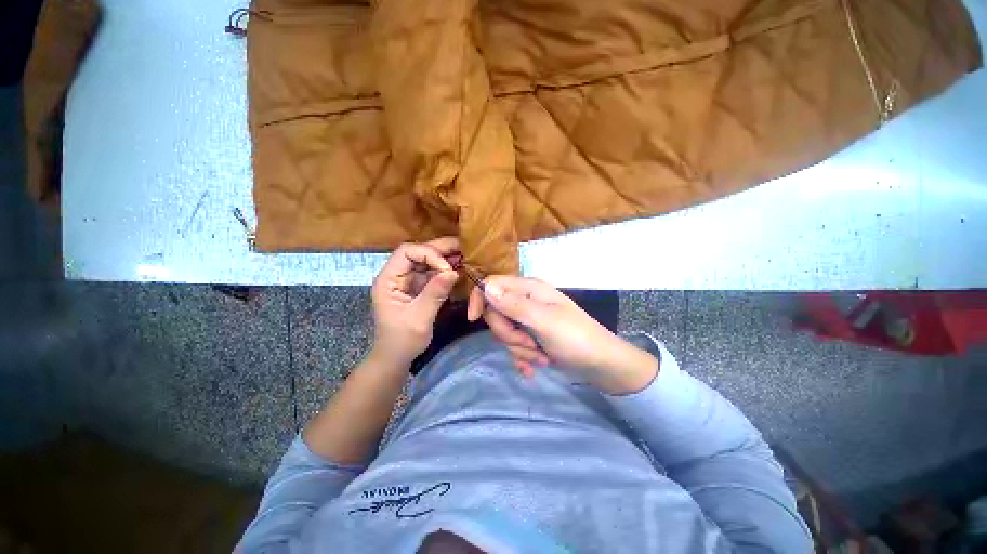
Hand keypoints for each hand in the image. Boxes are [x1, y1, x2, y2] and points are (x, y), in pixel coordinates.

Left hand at [370, 237, 460, 367]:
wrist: (396, 357)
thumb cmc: (402, 341)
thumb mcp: (419, 319)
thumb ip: (435, 293)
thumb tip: (453, 271)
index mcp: (388, 279)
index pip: (407, 252)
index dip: (429, 254)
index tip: (447, 269)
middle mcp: (397, 275)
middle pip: (418, 252)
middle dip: (440, 250)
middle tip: (463, 248)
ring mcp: (408, 280)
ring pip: (427, 260)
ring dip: (445, 257)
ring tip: (465, 255)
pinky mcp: (418, 287)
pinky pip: (432, 272)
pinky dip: (446, 269)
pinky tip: (459, 268)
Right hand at [467, 276, 657, 393]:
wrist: (602, 365)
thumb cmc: (576, 339)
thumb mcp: (544, 321)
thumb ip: (514, 304)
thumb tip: (486, 286)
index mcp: (529, 288)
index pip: (492, 283)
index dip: (479, 298)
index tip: (473, 320)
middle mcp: (527, 300)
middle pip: (496, 312)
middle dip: (509, 334)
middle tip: (529, 343)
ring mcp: (529, 319)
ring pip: (505, 331)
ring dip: (520, 349)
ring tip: (541, 357)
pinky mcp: (532, 335)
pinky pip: (515, 344)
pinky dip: (523, 357)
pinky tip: (535, 367)